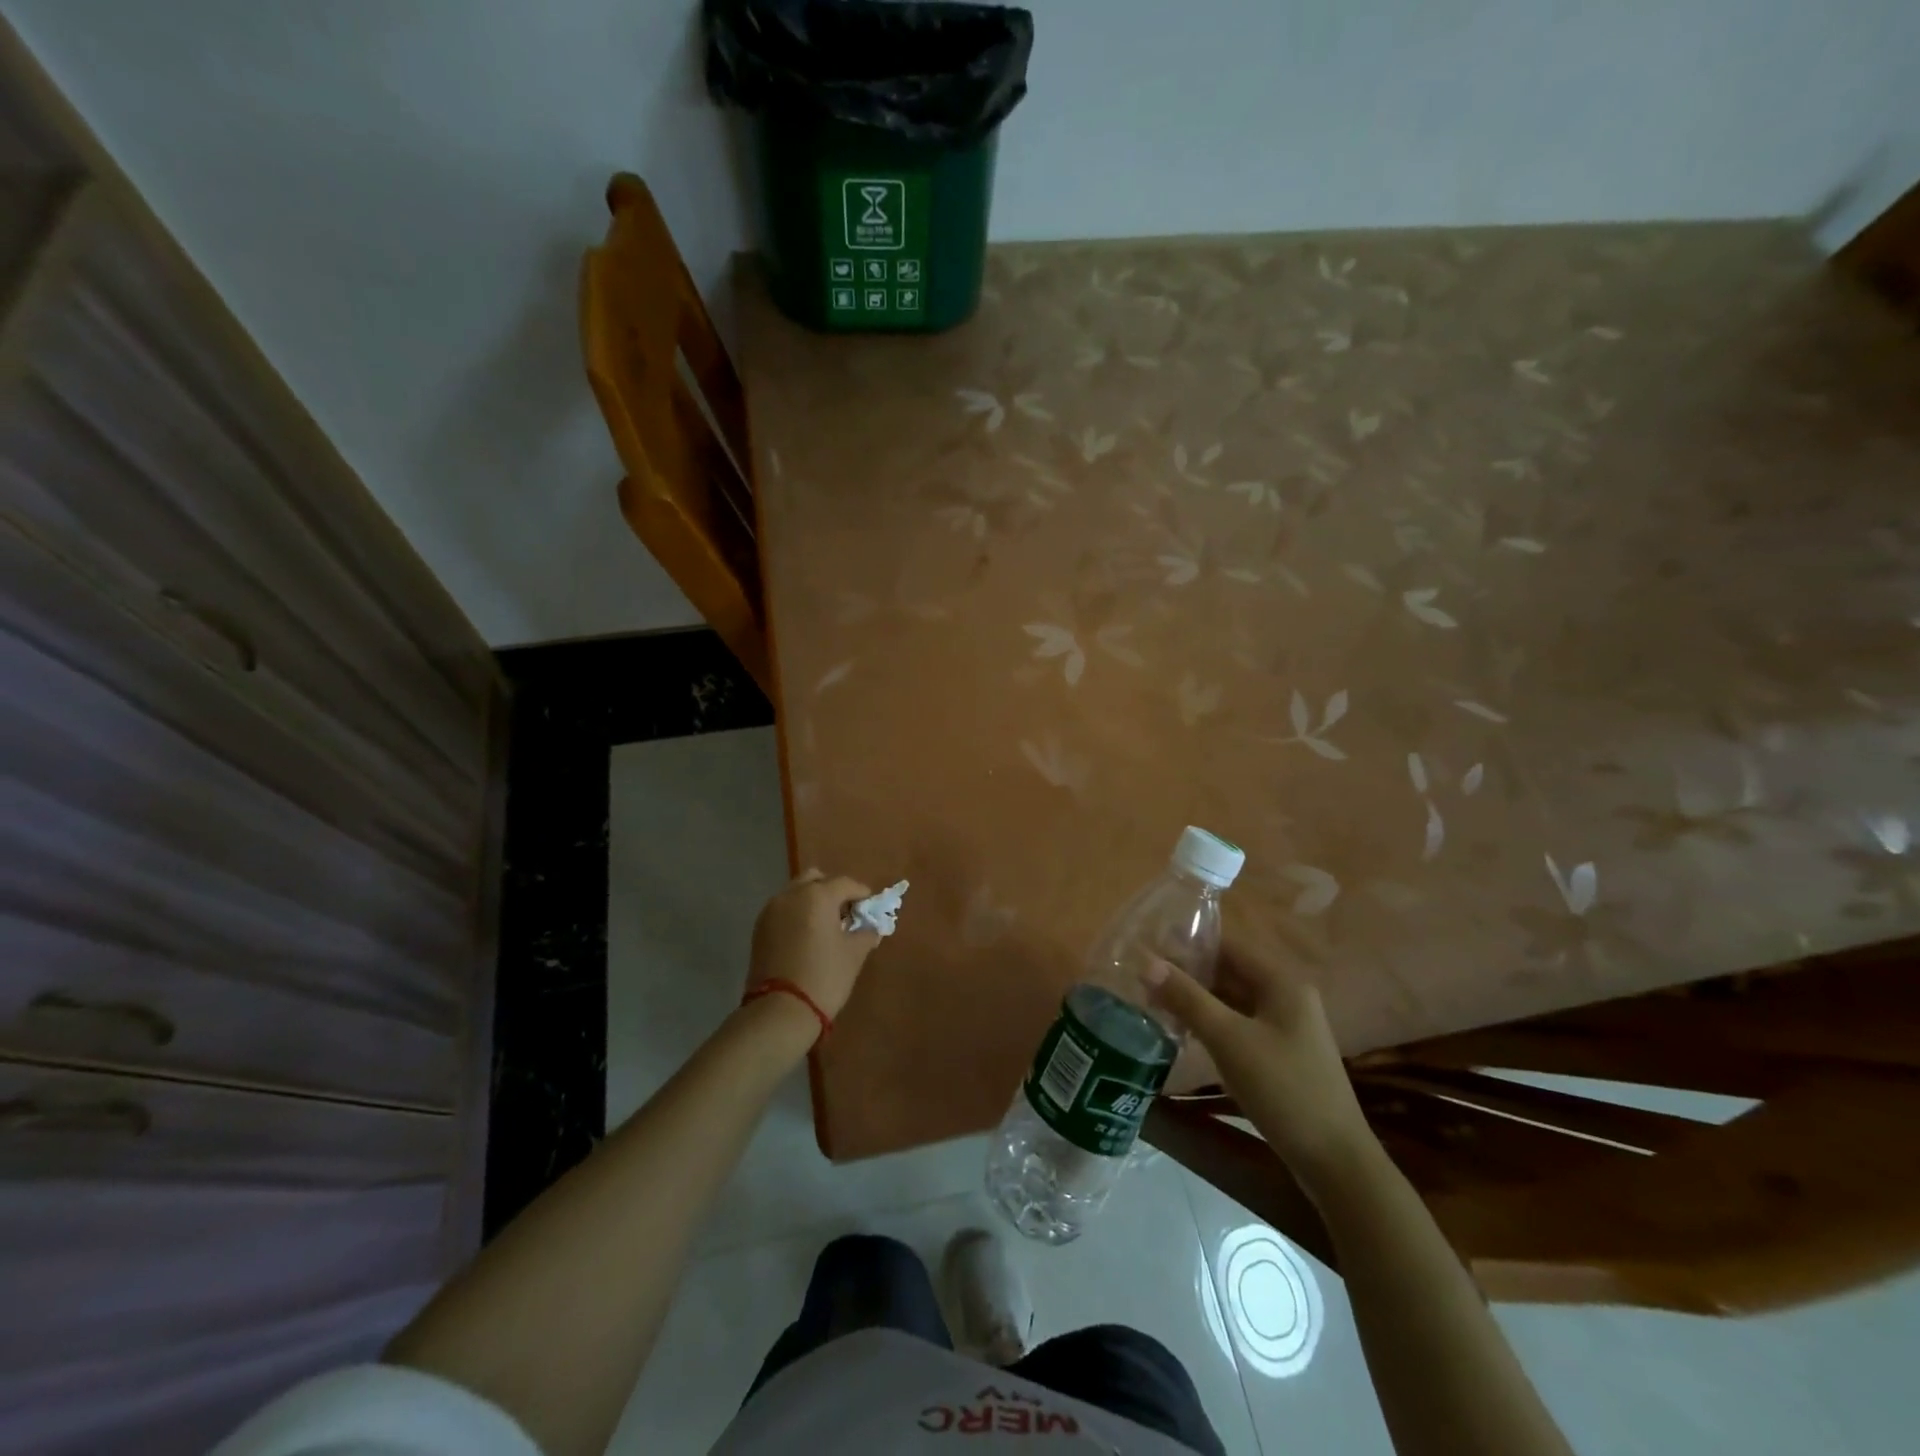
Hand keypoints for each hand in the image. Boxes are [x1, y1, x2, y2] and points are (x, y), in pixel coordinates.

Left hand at [747, 869, 880, 1021]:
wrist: (779, 1011)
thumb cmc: (824, 977)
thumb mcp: (854, 954)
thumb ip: (866, 933)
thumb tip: (872, 927)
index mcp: (817, 896)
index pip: (846, 883)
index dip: (862, 894)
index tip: (870, 908)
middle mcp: (791, 895)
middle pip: (816, 879)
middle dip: (833, 890)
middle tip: (846, 912)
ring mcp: (771, 910)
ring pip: (796, 892)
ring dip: (812, 901)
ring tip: (825, 925)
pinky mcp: (759, 928)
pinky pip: (783, 909)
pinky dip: (797, 913)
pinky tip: (806, 935)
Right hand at [1142, 946, 1375, 1199]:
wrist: (1335, 1161)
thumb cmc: (1283, 1089)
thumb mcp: (1229, 1040)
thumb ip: (1187, 998)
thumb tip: (1146, 962)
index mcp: (1281, 980)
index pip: (1227, 944)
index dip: (1187, 943)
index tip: (1148, 949)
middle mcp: (1286, 994)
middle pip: (1229, 970)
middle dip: (1188, 973)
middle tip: (1143, 979)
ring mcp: (1285, 1025)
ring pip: (1232, 998)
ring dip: (1197, 998)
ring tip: (1154, 1002)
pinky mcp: (1280, 1051)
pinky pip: (1239, 1022)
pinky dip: (1212, 1021)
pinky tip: (1183, 1030)